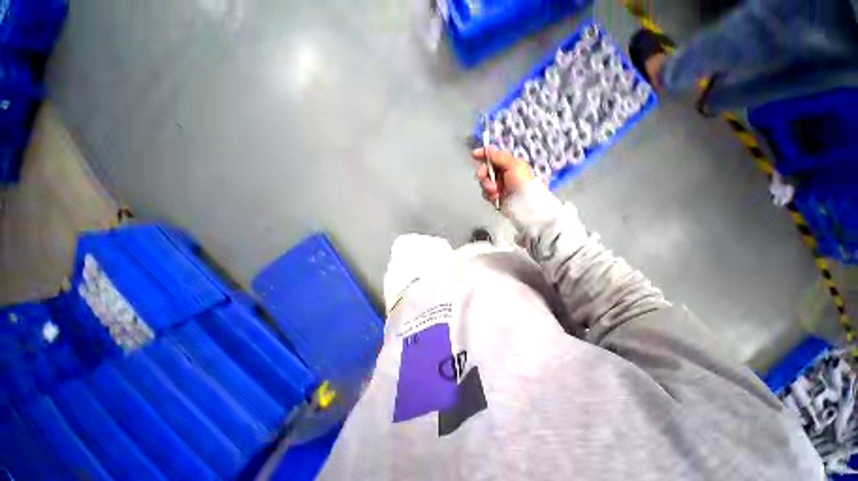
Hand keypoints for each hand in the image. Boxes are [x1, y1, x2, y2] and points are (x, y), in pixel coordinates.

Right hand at [473, 147, 533, 204]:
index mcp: (508, 163)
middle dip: (483, 174)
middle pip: (484, 169)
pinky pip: (485, 193)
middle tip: (482, 177)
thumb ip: (500, 157)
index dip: (483, 154)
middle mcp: (502, 173)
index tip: (475, 154)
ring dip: (487, 186)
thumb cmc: (523, 184)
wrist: (524, 204)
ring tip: (495, 191)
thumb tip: (489, 149)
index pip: (493, 155)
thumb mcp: (513, 166)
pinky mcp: (495, 195)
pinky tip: (496, 197)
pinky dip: (489, 195)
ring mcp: (497, 185)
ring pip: (483, 182)